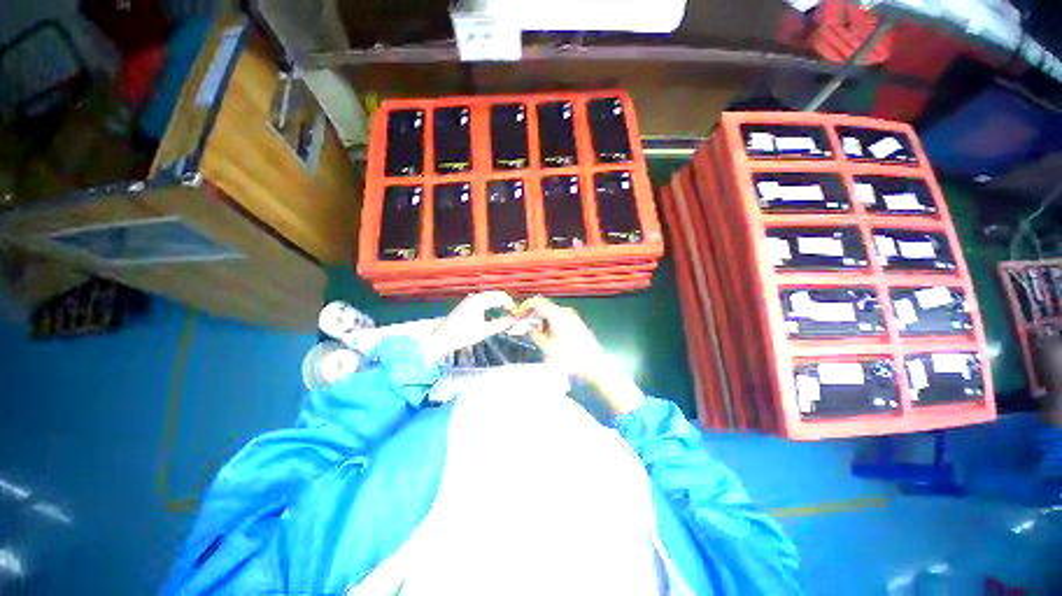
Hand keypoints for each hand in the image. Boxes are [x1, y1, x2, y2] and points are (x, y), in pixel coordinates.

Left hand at [419, 291, 516, 362]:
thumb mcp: (484, 331)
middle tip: (513, 312)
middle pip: (495, 294)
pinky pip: (483, 299)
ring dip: (499, 301)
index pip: (500, 297)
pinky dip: (492, 302)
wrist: (442, 338)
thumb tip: (514, 321)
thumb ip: (500, 324)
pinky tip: (493, 311)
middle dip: (506, 301)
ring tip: (505, 311)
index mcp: (479, 301)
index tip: (516, 314)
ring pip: (489, 295)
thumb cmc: (462, 335)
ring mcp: (470, 299)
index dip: (510, 304)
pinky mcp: (467, 304)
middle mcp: (475, 297)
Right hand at [517, 297, 643, 415]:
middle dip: (533, 315)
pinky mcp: (577, 322)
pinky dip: (550, 323)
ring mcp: (572, 316)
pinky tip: (549, 336)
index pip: (537, 302)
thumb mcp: (547, 348)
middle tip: (525, 327)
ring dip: (542, 320)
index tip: (518, 315)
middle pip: (544, 306)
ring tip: (537, 334)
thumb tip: (531, 328)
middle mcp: (564, 311)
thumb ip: (536, 335)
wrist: (595, 365)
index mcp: (556, 314)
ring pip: (551, 313)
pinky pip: (559, 317)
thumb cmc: (569, 357)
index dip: (525, 306)